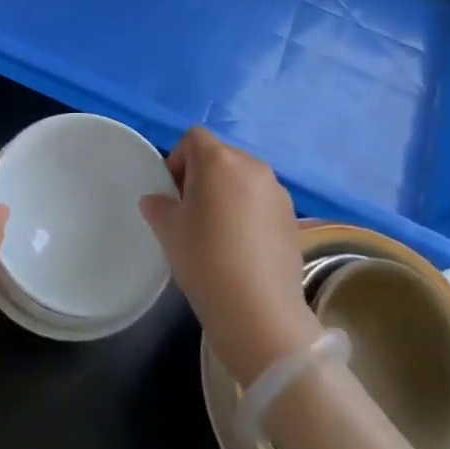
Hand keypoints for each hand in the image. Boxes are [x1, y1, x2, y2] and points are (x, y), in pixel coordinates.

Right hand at [140, 128, 321, 385]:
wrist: (258, 310)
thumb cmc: (204, 259)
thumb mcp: (168, 231)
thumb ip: (158, 206)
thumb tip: (157, 200)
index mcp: (218, 160)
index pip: (193, 138)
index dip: (178, 159)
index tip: (172, 193)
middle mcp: (251, 165)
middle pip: (220, 156)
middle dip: (202, 176)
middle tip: (191, 212)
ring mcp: (277, 190)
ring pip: (243, 178)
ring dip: (227, 193)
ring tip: (218, 231)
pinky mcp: (292, 216)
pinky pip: (261, 200)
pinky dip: (248, 211)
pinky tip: (242, 246)